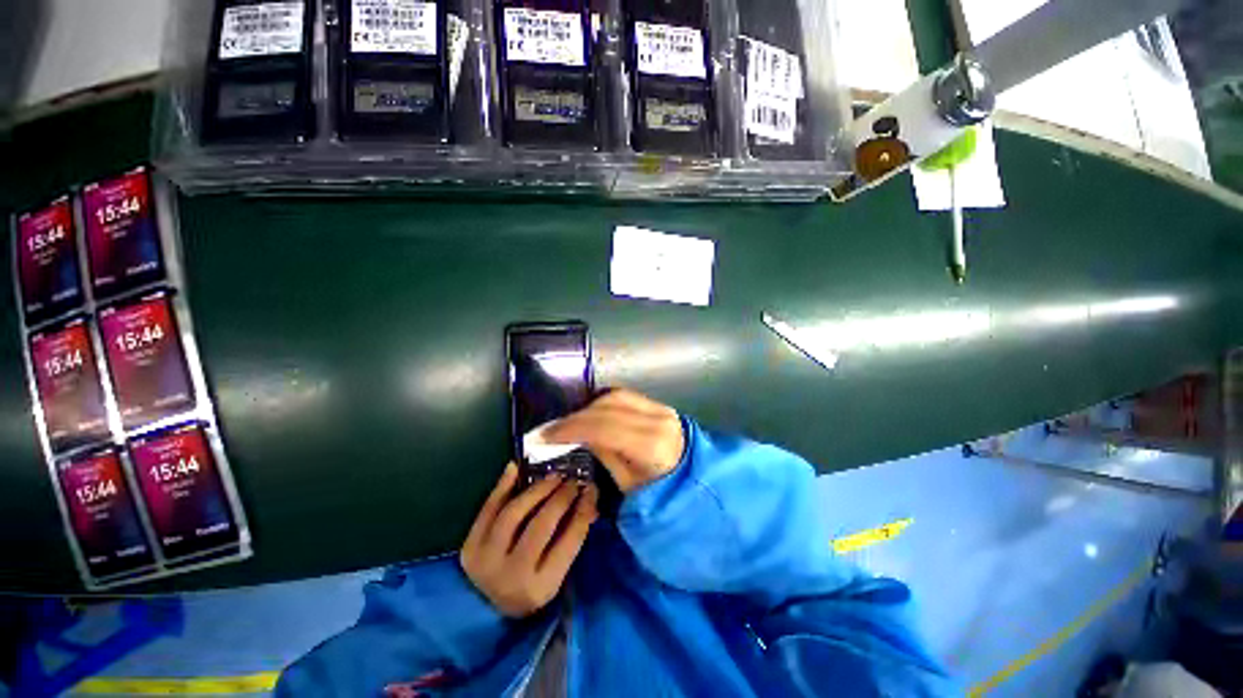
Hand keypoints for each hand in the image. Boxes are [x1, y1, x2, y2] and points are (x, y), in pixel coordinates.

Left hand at [460, 463, 598, 617]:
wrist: (486, 609)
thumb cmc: (531, 587)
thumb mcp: (556, 573)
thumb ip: (572, 537)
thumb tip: (589, 499)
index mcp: (541, 587)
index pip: (570, 539)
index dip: (584, 508)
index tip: (592, 488)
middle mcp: (512, 575)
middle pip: (541, 524)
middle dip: (561, 496)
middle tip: (573, 480)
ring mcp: (486, 561)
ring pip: (514, 512)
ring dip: (536, 488)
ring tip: (553, 476)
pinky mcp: (470, 548)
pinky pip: (488, 508)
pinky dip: (503, 485)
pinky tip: (516, 467)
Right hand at [544, 389, 683, 493]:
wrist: (695, 483)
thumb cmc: (661, 494)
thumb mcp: (628, 484)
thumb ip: (605, 454)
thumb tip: (581, 435)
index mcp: (652, 445)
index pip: (605, 427)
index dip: (572, 427)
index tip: (547, 434)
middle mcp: (658, 420)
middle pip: (609, 406)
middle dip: (577, 415)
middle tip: (553, 428)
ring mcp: (662, 409)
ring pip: (616, 396)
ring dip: (590, 406)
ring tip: (570, 422)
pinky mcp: (661, 406)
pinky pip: (626, 397)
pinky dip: (604, 403)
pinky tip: (592, 414)